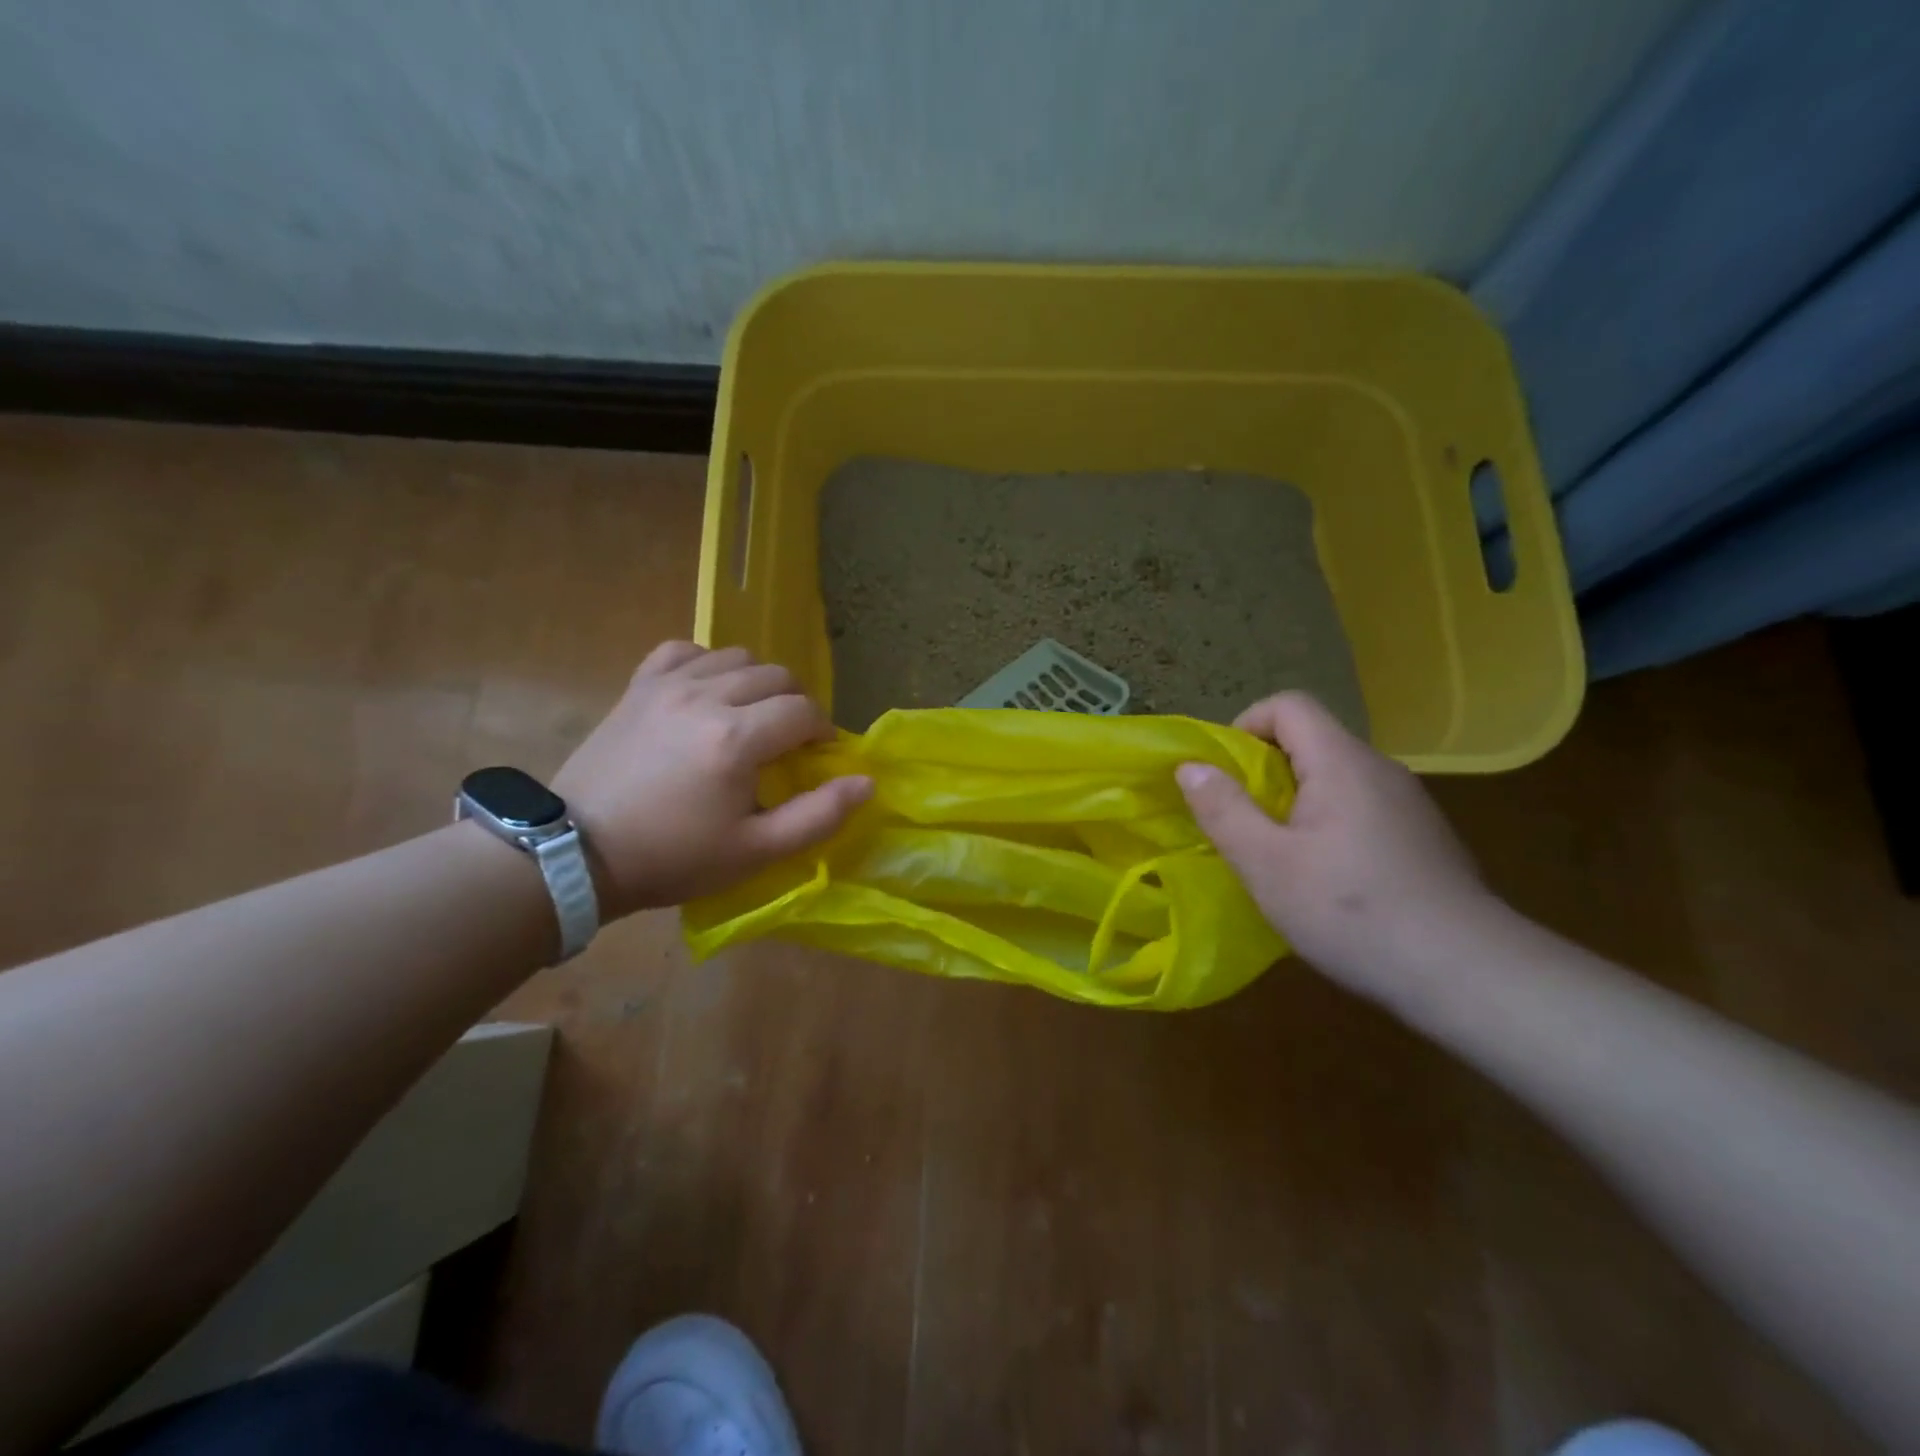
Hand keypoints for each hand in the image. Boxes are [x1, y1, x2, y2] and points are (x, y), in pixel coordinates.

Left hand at [553, 643, 870, 917]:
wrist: (578, 852)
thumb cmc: (674, 857)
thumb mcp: (755, 851)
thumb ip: (818, 815)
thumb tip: (866, 782)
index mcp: (737, 738)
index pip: (804, 711)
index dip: (822, 731)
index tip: (817, 756)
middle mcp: (707, 697)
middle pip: (777, 676)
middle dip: (795, 705)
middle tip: (787, 741)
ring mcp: (668, 685)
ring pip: (736, 656)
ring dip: (757, 682)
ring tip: (750, 716)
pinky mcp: (639, 686)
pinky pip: (684, 649)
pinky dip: (706, 663)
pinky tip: (706, 691)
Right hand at [1175, 692, 1493, 1001]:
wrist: (1468, 973)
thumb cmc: (1351, 911)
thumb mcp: (1266, 863)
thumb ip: (1223, 809)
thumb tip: (1190, 766)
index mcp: (1341, 762)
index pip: (1288, 705)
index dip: (1246, 725)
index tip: (1224, 775)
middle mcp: (1379, 769)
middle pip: (1311, 741)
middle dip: (1264, 772)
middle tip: (1242, 823)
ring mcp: (1409, 804)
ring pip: (1336, 778)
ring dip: (1296, 802)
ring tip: (1278, 855)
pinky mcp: (1423, 837)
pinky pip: (1361, 808)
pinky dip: (1329, 825)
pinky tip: (1327, 880)